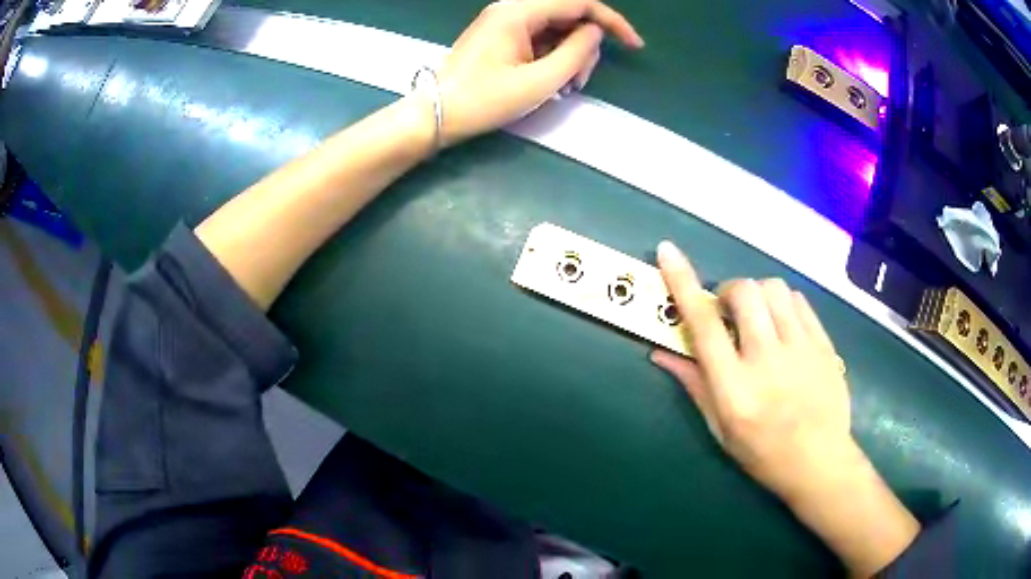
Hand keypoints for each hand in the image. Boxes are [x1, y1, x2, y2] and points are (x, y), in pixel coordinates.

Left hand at [435, 0, 642, 144]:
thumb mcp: (540, 81)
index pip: (579, 3)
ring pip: (555, 28)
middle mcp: (511, 9)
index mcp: (519, 11)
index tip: (633, 45)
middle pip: (568, 16)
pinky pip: (538, 38)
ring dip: (569, 55)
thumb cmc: (484, 100)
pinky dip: (552, 57)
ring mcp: (504, 22)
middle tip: (579, 83)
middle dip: (585, 47)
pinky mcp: (500, 36)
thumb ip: (577, 52)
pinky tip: (550, 81)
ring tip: (565, 87)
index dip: (611, 21)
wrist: (434, 115)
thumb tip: (595, 32)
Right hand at [651, 241, 918, 576]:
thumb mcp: (720, 428)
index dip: (683, 284)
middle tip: (728, 313)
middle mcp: (767, 361)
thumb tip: (661, 352)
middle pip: (744, 293)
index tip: (668, 252)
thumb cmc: (762, 453)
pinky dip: (783, 303)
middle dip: (728, 292)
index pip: (704, 325)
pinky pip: (799, 301)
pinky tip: (782, 326)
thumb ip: (694, 385)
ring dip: (757, 295)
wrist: (819, 462)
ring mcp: (800, 349)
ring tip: (759, 318)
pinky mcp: (823, 344)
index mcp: (735, 389)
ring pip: (773, 289)